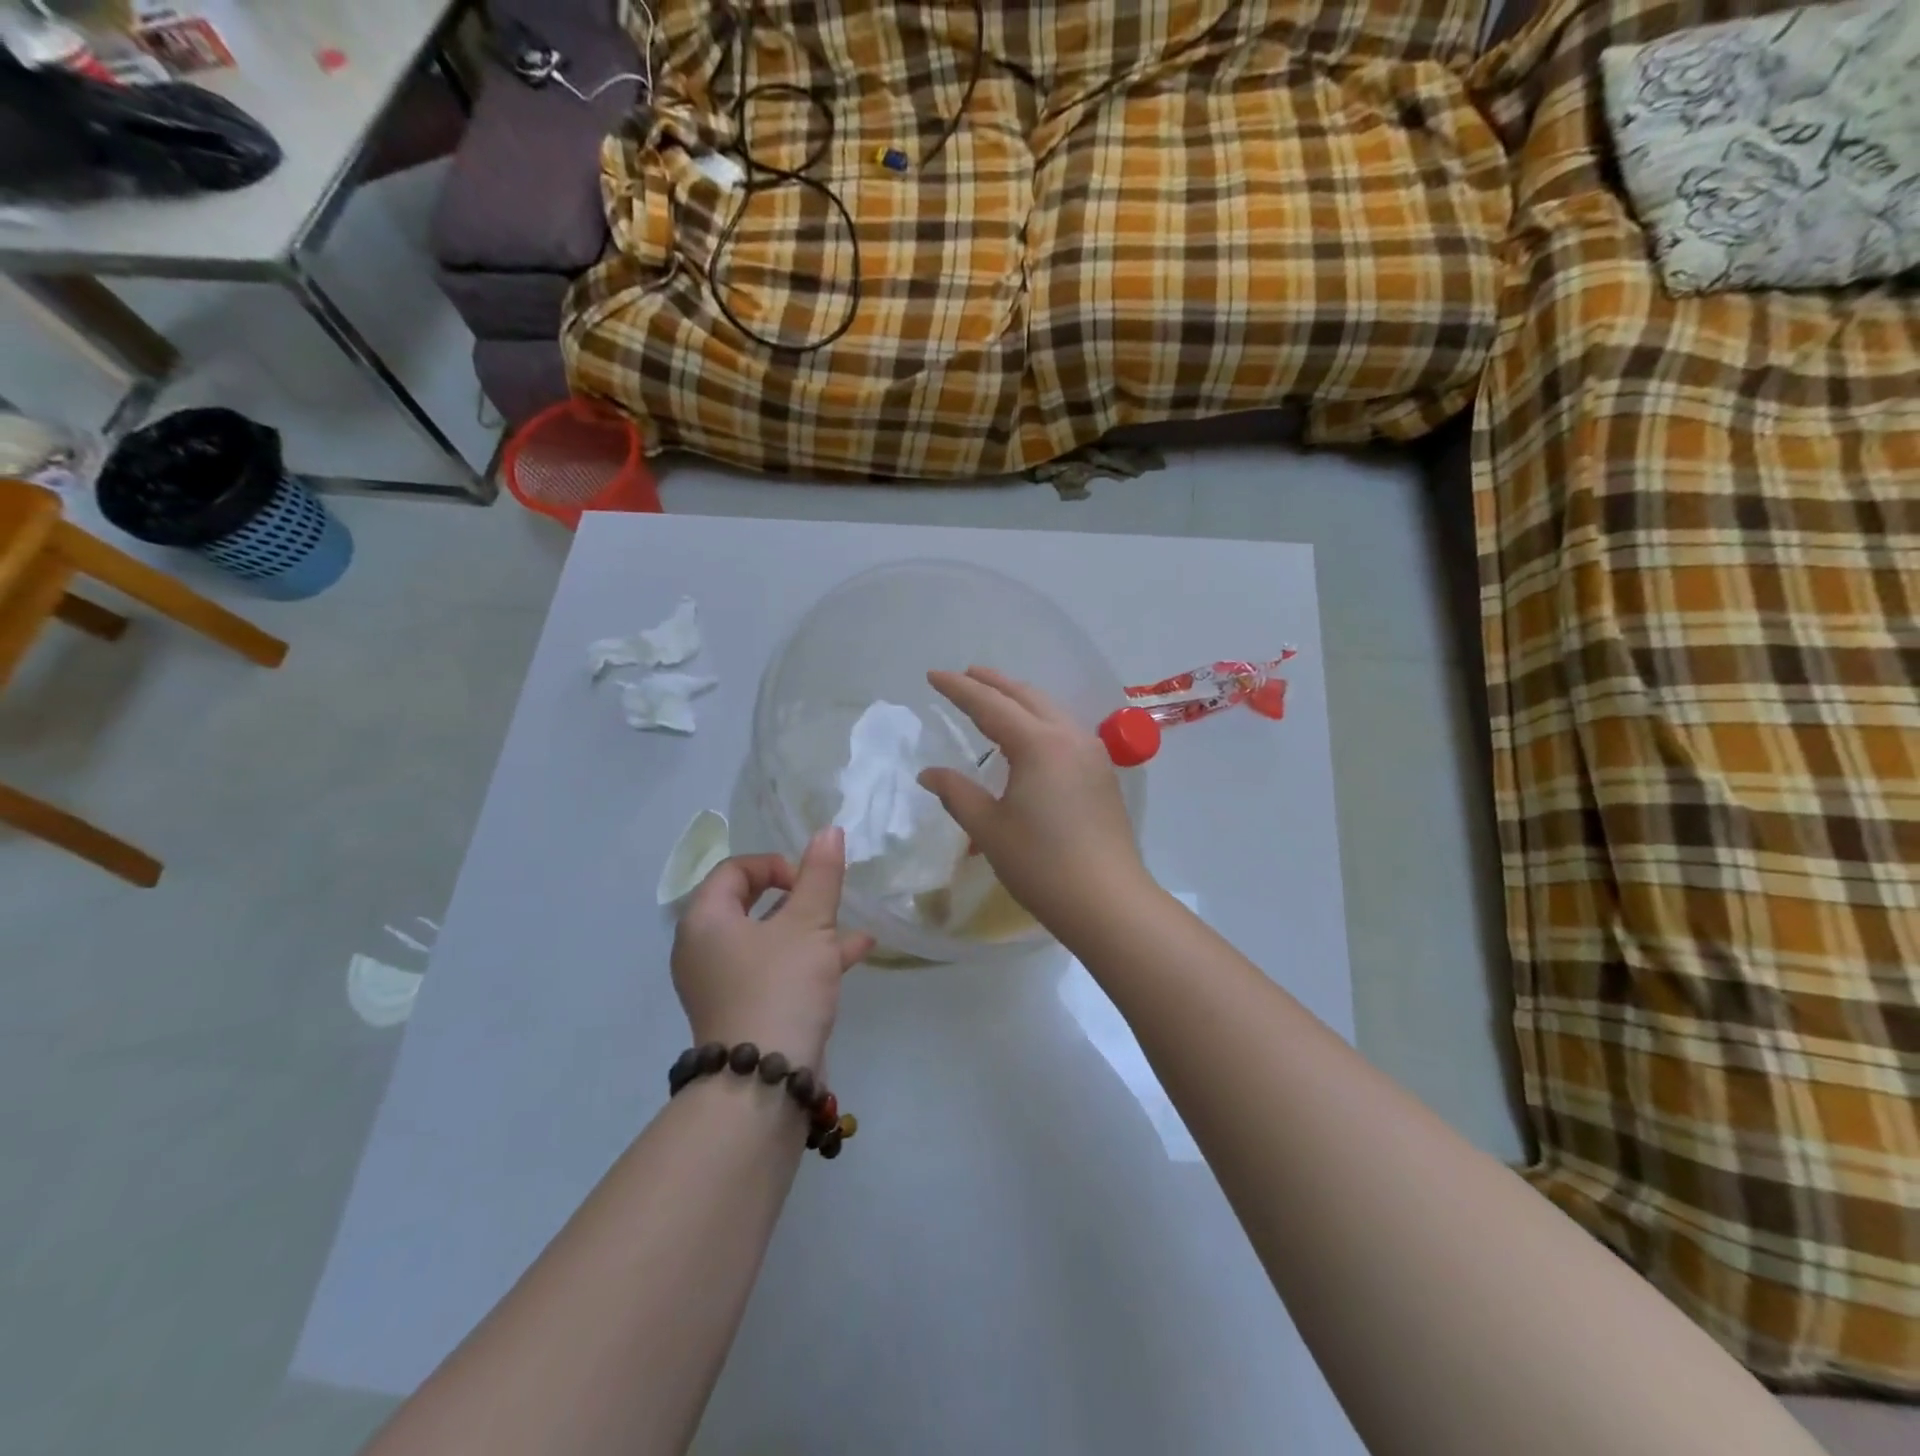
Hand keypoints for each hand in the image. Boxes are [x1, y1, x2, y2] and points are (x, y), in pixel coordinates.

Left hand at [670, 829, 874, 1069]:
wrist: (763, 1083)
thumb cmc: (780, 986)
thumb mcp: (808, 925)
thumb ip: (820, 876)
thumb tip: (828, 830)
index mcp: (706, 921)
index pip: (733, 870)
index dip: (774, 865)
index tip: (807, 881)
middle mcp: (705, 949)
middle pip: (751, 904)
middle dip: (798, 897)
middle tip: (826, 899)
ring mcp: (723, 984)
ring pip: (770, 939)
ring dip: (811, 928)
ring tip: (850, 925)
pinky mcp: (745, 1010)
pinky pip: (776, 970)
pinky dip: (809, 958)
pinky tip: (855, 952)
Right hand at [918, 667, 1149, 935]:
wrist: (1108, 902)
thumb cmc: (1041, 865)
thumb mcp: (989, 829)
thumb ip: (957, 793)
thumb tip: (929, 774)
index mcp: (1038, 744)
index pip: (990, 705)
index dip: (959, 689)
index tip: (933, 675)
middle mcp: (1069, 737)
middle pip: (1026, 696)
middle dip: (993, 683)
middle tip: (965, 675)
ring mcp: (1092, 753)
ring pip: (1050, 709)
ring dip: (1020, 698)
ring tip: (995, 697)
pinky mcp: (1102, 774)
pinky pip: (1065, 729)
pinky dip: (1040, 718)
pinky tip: (1030, 734)